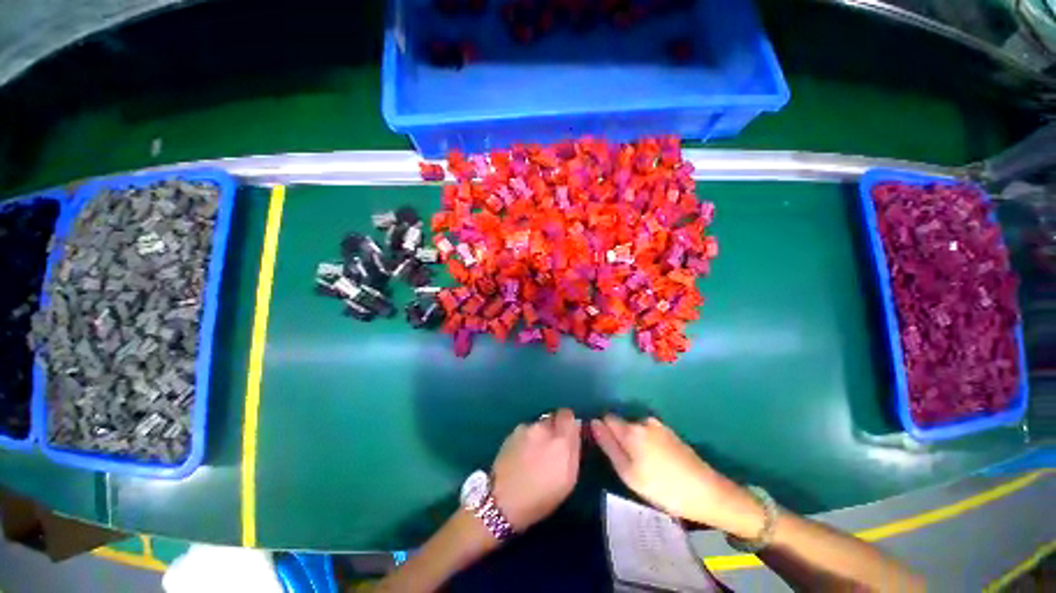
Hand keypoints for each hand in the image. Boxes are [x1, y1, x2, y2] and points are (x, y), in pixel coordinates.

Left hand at [491, 409, 581, 531]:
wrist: (502, 501)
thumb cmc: (541, 497)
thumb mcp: (568, 480)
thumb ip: (574, 450)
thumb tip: (576, 430)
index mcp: (560, 439)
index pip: (568, 415)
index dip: (568, 423)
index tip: (568, 434)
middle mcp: (542, 428)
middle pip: (552, 419)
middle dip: (554, 430)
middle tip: (551, 449)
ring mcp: (525, 429)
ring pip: (538, 425)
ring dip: (539, 435)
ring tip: (533, 456)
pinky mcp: (511, 433)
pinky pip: (525, 431)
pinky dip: (526, 439)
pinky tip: (521, 456)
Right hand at [591, 416, 764, 539]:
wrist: (707, 492)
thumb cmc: (662, 487)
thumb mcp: (628, 473)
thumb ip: (608, 446)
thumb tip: (593, 423)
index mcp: (631, 429)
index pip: (607, 418)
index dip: (604, 431)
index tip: (609, 450)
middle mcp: (643, 421)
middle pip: (622, 424)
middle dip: (621, 439)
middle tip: (629, 466)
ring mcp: (659, 425)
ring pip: (636, 430)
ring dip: (635, 443)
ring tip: (645, 467)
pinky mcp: (670, 433)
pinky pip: (649, 434)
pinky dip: (647, 445)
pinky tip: (658, 464)